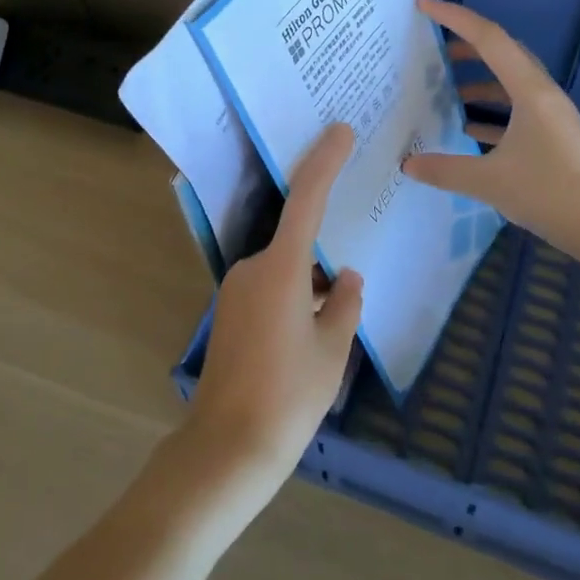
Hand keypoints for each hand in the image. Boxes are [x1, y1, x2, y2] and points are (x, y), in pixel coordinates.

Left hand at [187, 122, 363, 503]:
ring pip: (285, 270)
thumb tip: (347, 279)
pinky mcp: (230, 313)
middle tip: (351, 280)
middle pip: (296, 242)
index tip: (340, 132)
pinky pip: (271, 288)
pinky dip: (295, 297)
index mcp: (281, 270)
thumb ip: (345, 304)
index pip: (306, 199)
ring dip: (311, 284)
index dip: (324, 162)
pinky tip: (312, 333)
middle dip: (325, 256)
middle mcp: (253, 269)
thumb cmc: (289, 396)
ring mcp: (236, 291)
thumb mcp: (332, 350)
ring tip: (337, 322)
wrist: (228, 447)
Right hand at [403, 0, 579, 261]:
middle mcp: (542, 93)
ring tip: (446, 88)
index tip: (424, 6)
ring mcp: (551, 113)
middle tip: (431, 46)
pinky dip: (491, 109)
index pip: (488, 38)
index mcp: (529, 90)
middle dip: (465, 44)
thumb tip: (407, 164)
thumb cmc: (547, 193)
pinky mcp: (553, 134)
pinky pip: (516, 107)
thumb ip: (444, 170)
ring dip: (478, 79)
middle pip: (501, 52)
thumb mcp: (488, 181)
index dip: (455, 18)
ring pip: (509, 80)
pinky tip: (467, 128)